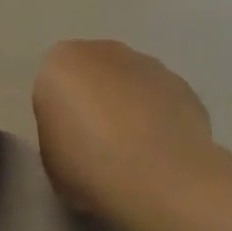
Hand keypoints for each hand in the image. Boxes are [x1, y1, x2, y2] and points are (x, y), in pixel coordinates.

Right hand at [31, 40, 225, 224]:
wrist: (160, 179)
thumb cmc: (89, 168)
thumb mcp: (49, 158)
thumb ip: (57, 131)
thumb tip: (75, 132)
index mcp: (61, 63)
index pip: (53, 85)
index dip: (60, 116)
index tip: (68, 145)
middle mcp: (104, 51)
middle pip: (93, 73)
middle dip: (96, 100)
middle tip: (98, 145)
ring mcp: (148, 64)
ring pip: (130, 83)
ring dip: (129, 106)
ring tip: (135, 153)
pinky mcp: (182, 84)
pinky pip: (160, 99)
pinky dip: (159, 117)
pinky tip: (162, 152)